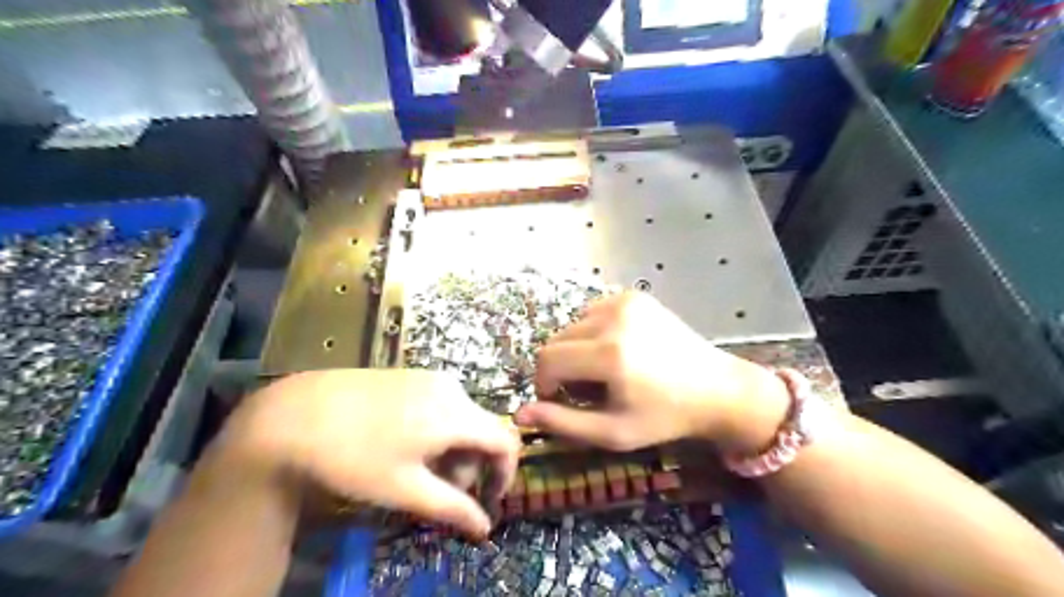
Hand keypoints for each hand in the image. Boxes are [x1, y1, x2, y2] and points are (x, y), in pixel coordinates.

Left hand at [221, 370, 518, 538]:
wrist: (297, 413)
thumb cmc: (355, 456)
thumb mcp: (405, 489)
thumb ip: (452, 508)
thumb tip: (485, 528)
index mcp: (456, 414)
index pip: (506, 440)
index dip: (506, 473)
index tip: (488, 499)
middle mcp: (452, 389)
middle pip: (482, 430)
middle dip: (472, 465)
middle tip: (440, 492)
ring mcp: (431, 378)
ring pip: (462, 418)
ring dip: (454, 449)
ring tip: (419, 471)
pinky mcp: (412, 375)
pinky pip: (443, 404)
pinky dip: (438, 430)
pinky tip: (406, 445)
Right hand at [516, 291, 787, 451]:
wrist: (715, 388)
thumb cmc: (664, 417)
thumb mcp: (612, 432)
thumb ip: (562, 423)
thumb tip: (519, 414)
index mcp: (608, 354)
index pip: (547, 359)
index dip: (544, 383)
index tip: (559, 400)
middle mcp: (613, 319)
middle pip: (556, 340)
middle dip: (560, 367)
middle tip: (584, 389)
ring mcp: (625, 302)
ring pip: (573, 325)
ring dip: (576, 349)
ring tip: (602, 370)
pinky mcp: (634, 296)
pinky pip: (593, 312)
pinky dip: (593, 332)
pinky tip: (616, 349)